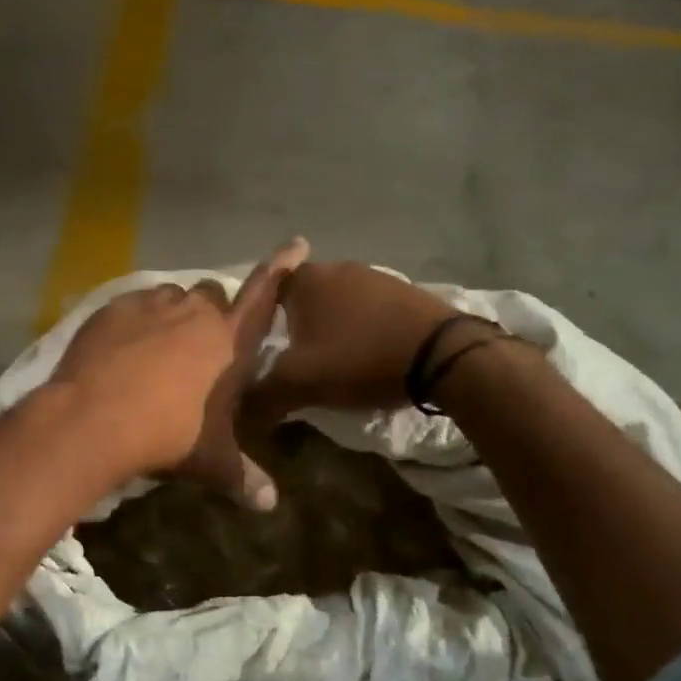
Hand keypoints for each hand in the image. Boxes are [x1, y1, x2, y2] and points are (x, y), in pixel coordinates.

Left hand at [49, 237, 309, 507]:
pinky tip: (122, 347)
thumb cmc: (165, 436)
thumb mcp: (210, 460)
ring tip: (157, 346)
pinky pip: (134, 304)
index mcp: (228, 341)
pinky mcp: (113, 308)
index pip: (264, 296)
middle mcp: (194, 312)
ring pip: (171, 296)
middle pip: (212, 295)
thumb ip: (243, 476)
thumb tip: (270, 505)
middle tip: (198, 346)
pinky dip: (136, 319)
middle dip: (211, 313)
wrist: (93, 418)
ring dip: (172, 314)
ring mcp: (151, 305)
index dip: (282, 268)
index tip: (297, 243)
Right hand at [249, 262, 501, 418]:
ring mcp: (374, 276)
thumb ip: (261, 396)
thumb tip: (237, 413)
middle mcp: (337, 268)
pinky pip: (368, 308)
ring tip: (334, 360)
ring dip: (332, 326)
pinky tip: (368, 353)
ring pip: (337, 301)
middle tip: (296, 358)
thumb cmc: (360, 359)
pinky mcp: (405, 291)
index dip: (261, 319)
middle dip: (297, 324)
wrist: (443, 355)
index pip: (266, 291)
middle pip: (302, 296)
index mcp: (306, 281)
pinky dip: (362, 327)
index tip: (264, 346)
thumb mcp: (301, 383)